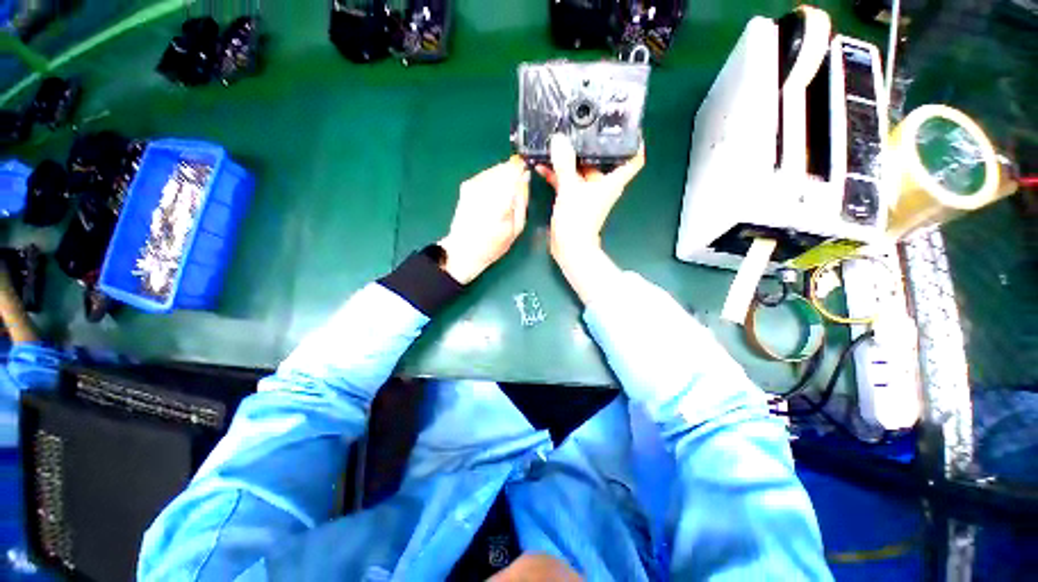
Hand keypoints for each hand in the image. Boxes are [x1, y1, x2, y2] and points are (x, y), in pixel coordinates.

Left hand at [439, 156, 529, 283]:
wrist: (464, 250)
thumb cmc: (494, 244)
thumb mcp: (517, 227)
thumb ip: (522, 199)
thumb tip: (526, 176)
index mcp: (500, 200)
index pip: (515, 169)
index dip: (523, 169)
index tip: (526, 178)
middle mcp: (485, 187)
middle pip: (505, 167)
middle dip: (513, 176)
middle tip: (513, 195)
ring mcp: (473, 184)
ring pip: (495, 169)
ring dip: (502, 179)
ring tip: (501, 201)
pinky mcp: (466, 185)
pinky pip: (486, 174)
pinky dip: (492, 182)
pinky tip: (491, 200)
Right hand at [537, 134, 644, 263]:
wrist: (569, 246)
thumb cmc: (578, 219)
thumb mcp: (570, 188)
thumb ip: (564, 164)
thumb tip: (559, 139)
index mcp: (611, 181)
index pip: (634, 159)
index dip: (635, 142)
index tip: (628, 128)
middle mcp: (602, 185)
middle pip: (601, 160)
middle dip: (589, 145)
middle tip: (577, 126)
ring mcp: (587, 193)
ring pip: (580, 171)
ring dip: (569, 160)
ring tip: (555, 144)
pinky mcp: (574, 200)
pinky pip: (567, 181)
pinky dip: (558, 174)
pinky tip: (542, 165)